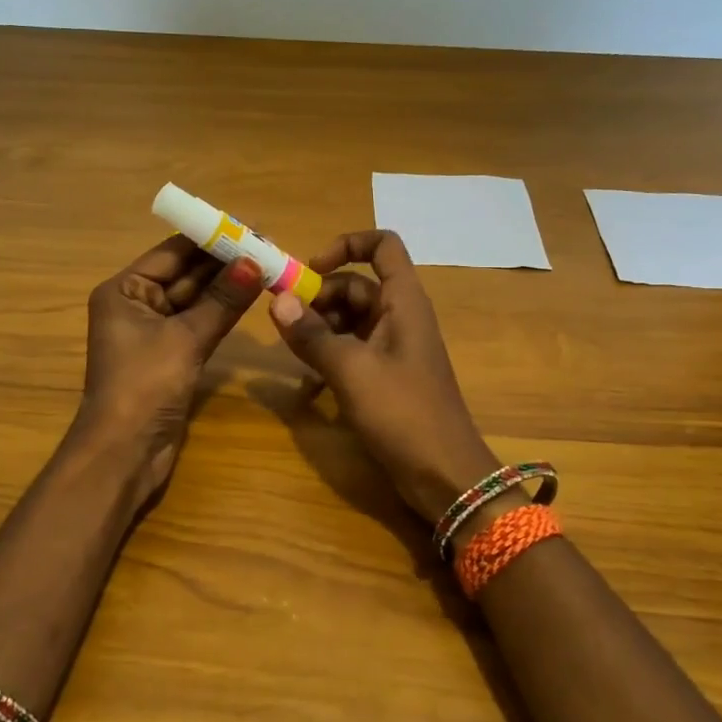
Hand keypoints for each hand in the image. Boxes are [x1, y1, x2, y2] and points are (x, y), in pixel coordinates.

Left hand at [74, 234, 264, 507]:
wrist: (124, 453)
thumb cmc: (144, 386)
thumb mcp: (186, 339)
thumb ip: (222, 300)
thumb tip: (256, 262)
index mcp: (125, 290)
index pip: (172, 253)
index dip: (209, 238)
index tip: (248, 227)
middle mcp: (136, 305)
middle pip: (184, 274)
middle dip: (222, 262)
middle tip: (266, 246)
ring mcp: (153, 332)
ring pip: (195, 300)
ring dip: (226, 286)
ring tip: (266, 265)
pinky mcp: (170, 356)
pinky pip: (198, 324)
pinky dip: (221, 312)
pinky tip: (250, 297)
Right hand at [266, 229, 500, 524]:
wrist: (444, 475)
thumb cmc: (403, 413)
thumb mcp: (352, 371)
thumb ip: (312, 335)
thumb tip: (276, 300)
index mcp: (403, 302)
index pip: (383, 246)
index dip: (347, 245)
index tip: (309, 268)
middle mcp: (399, 317)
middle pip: (355, 285)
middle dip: (318, 297)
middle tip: (284, 322)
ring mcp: (392, 348)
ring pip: (348, 320)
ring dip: (318, 330)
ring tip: (291, 353)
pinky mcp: (384, 377)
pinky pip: (350, 351)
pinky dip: (327, 358)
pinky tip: (305, 386)